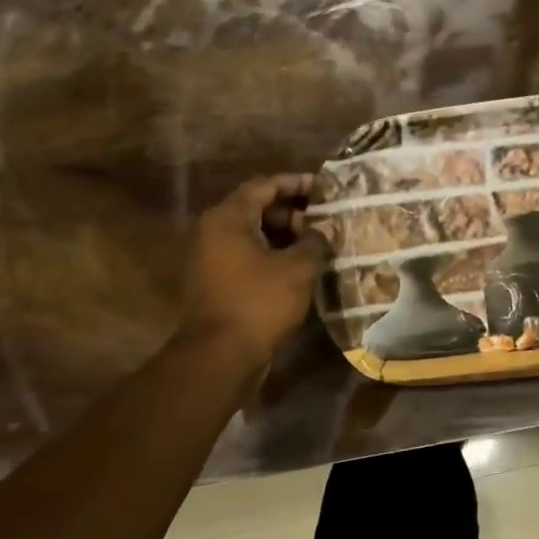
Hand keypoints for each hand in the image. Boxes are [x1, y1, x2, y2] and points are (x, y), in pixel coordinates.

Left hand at [178, 175, 329, 364]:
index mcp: (228, 218)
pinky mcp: (217, 280)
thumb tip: (323, 229)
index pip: (265, 185)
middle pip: (257, 207)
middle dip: (294, 211)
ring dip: (286, 234)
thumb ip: (315, 241)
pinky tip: (301, 265)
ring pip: (254, 233)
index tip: (325, 188)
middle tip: (325, 218)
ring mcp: (212, 257)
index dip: (296, 183)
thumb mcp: (298, 268)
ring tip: (319, 242)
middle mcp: (214, 231)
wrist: (220, 355)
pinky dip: (274, 253)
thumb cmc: (259, 302)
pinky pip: (249, 254)